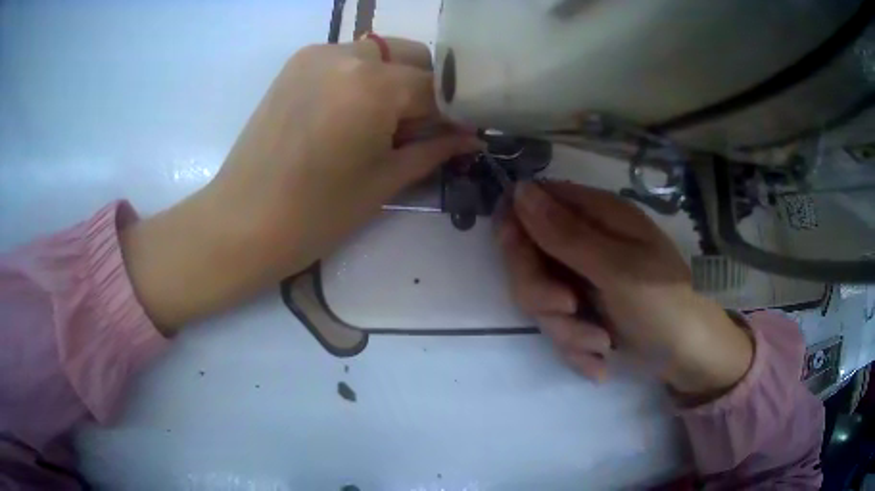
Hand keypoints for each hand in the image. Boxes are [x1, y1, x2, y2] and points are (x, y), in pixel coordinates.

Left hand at [121, 38, 480, 332]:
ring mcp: (316, 54)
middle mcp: (347, 54)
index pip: (436, 88)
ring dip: (394, 81)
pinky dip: (362, 79)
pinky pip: (347, 60)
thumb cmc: (316, 214)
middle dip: (425, 90)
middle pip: (411, 57)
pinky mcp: (295, 65)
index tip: (459, 136)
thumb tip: (472, 137)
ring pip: (379, 54)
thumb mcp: (385, 181)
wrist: (241, 222)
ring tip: (380, 125)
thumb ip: (435, 150)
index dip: (453, 114)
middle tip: (418, 131)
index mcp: (373, 85)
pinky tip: (350, 114)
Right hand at [498, 181, 752, 397]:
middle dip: (541, 292)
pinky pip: (555, 327)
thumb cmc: (662, 303)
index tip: (520, 258)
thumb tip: (519, 190)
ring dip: (565, 330)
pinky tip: (601, 360)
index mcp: (595, 216)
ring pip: (537, 299)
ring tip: (601, 345)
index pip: (533, 203)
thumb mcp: (616, 268)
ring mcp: (580, 281)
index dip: (516, 227)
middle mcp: (582, 244)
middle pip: (526, 257)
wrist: (686, 356)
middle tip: (569, 310)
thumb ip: (565, 234)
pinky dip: (575, 348)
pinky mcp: (581, 314)